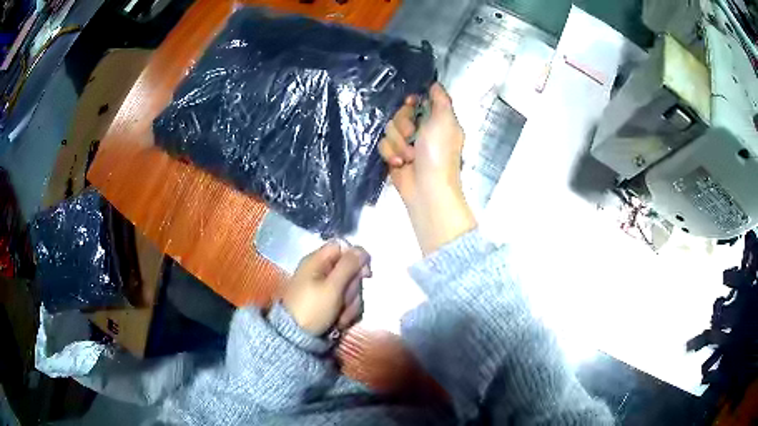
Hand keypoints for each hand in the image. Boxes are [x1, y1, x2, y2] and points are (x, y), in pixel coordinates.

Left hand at [282, 242, 370, 336]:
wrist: (296, 338)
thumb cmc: (312, 308)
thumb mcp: (332, 287)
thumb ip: (349, 266)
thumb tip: (361, 249)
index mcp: (317, 261)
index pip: (343, 247)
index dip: (357, 258)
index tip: (365, 274)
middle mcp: (321, 272)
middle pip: (349, 270)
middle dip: (352, 289)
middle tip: (345, 301)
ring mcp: (324, 289)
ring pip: (350, 289)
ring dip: (350, 304)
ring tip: (340, 316)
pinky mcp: (327, 304)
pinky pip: (345, 302)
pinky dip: (345, 312)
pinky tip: (339, 321)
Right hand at [379, 83, 476, 254]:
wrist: (427, 188)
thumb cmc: (439, 153)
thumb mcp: (445, 121)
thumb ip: (441, 100)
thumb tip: (435, 84)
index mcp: (436, 120)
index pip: (416, 102)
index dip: (410, 103)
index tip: (410, 105)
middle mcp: (421, 130)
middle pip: (399, 114)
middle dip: (403, 125)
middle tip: (412, 137)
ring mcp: (406, 144)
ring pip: (389, 129)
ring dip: (397, 143)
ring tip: (409, 157)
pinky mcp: (394, 156)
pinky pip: (383, 145)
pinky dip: (391, 154)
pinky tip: (400, 164)